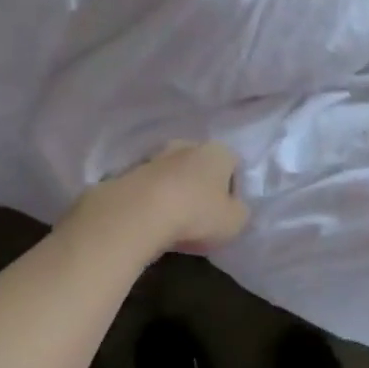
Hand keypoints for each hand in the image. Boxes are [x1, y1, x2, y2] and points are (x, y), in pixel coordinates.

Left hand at [79, 141, 249, 254]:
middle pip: (200, 164)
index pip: (233, 164)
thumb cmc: (196, 215)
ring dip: (174, 189)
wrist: (136, 214)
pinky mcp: (128, 171)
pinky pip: (149, 185)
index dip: (233, 188)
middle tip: (200, 213)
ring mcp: (155, 156)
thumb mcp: (235, 222)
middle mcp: (187, 145)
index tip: (226, 212)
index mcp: (218, 151)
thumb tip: (234, 208)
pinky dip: (151, 198)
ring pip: (172, 172)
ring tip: (172, 219)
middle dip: (201, 184)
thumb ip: (240, 211)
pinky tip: (151, 219)